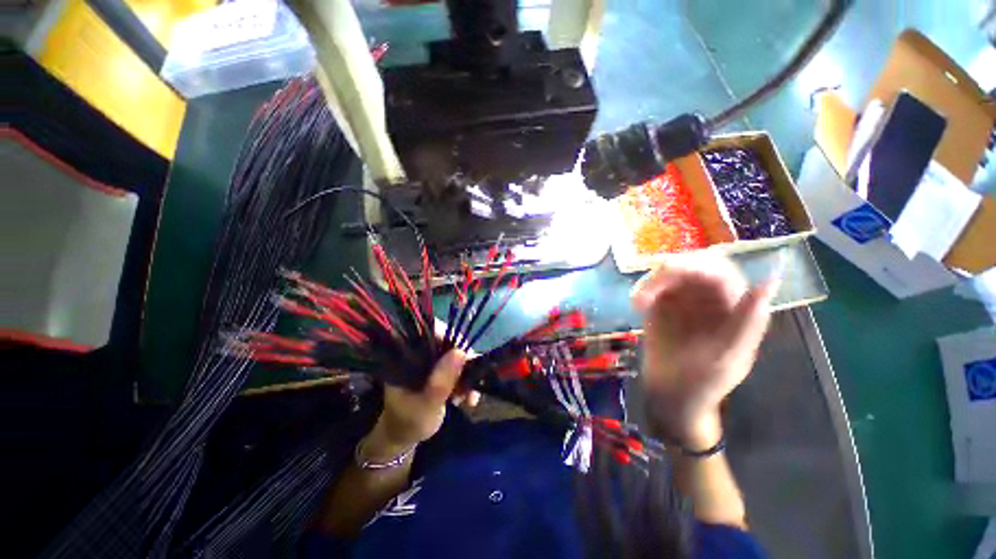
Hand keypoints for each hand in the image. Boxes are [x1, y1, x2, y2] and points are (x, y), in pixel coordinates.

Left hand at [363, 350, 473, 460]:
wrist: (404, 435)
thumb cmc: (408, 422)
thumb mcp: (425, 406)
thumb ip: (441, 382)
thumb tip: (460, 352)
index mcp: (408, 352)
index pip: (433, 331)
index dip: (453, 341)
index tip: (466, 362)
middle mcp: (420, 349)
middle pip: (450, 342)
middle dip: (465, 363)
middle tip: (470, 387)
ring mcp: (431, 357)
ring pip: (458, 354)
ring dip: (468, 375)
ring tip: (469, 398)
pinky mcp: (440, 366)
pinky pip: (460, 365)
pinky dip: (467, 380)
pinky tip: (469, 398)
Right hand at [631, 251, 779, 446]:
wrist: (672, 396)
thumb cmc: (704, 382)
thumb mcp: (729, 357)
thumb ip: (748, 321)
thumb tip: (767, 283)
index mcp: (732, 306)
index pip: (718, 270)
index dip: (695, 265)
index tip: (667, 273)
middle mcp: (708, 298)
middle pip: (689, 266)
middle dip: (666, 274)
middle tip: (646, 292)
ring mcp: (682, 301)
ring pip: (667, 275)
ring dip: (650, 283)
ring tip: (638, 303)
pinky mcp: (661, 307)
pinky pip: (650, 288)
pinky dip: (642, 291)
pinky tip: (637, 305)